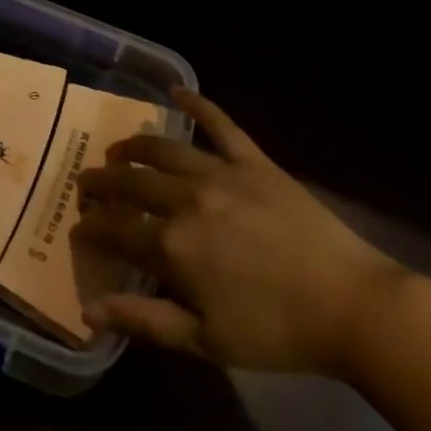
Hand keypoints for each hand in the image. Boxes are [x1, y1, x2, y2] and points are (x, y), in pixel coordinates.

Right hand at [75, 88, 405, 375]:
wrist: (350, 306)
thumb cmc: (276, 332)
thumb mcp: (205, 341)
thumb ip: (144, 320)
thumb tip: (89, 310)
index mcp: (172, 247)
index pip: (116, 229)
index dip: (92, 226)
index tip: (79, 225)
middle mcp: (186, 200)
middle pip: (132, 183)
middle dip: (103, 182)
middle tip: (88, 182)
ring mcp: (221, 174)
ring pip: (163, 150)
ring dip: (134, 147)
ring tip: (118, 150)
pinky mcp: (253, 161)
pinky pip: (219, 124)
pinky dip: (197, 103)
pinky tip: (176, 90)